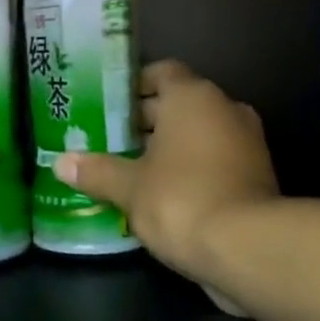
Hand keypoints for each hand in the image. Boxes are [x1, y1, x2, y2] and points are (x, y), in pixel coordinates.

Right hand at [55, 61, 277, 283]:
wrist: (249, 248)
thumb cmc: (181, 199)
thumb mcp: (129, 187)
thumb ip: (97, 171)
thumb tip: (62, 163)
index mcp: (193, 97)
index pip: (163, 72)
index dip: (135, 84)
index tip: (111, 103)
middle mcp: (224, 109)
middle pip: (180, 103)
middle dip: (146, 120)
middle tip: (111, 139)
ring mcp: (247, 142)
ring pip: (199, 134)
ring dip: (170, 147)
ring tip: (131, 168)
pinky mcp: (257, 175)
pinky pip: (216, 160)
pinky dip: (192, 169)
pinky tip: (163, 194)